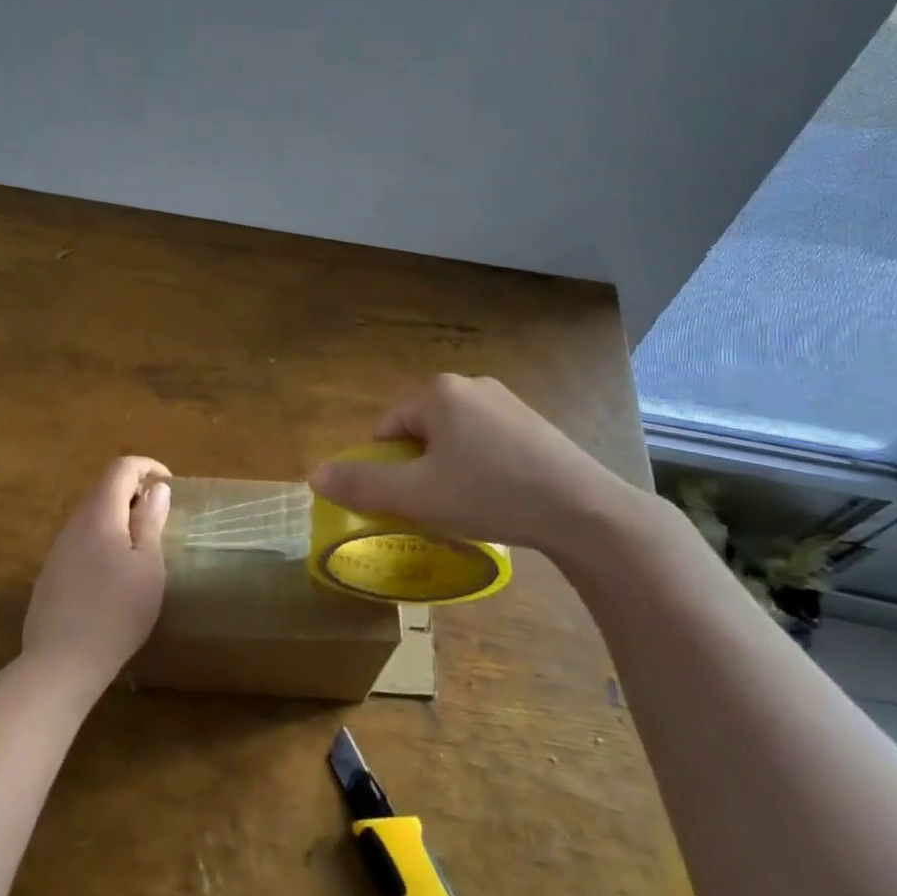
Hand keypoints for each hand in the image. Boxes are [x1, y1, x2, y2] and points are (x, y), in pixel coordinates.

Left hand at [22, 456, 171, 694]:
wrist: (61, 662)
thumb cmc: (117, 611)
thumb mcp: (148, 566)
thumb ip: (150, 522)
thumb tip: (156, 489)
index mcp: (100, 514)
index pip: (121, 468)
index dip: (147, 467)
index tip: (169, 486)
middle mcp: (74, 523)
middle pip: (104, 489)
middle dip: (134, 492)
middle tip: (160, 518)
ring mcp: (58, 549)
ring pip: (92, 516)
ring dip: (119, 518)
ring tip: (142, 548)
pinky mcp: (51, 573)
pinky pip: (81, 540)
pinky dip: (103, 540)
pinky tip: (114, 575)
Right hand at [309, 374, 650, 561]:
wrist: (581, 510)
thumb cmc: (489, 494)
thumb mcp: (417, 496)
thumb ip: (362, 485)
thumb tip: (314, 476)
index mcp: (438, 392)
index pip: (387, 429)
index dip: (389, 469)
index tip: (408, 500)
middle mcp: (471, 385)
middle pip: (421, 431)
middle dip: (420, 468)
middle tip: (437, 505)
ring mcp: (507, 401)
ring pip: (455, 438)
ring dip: (450, 469)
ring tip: (470, 506)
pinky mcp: (533, 423)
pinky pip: (487, 443)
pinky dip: (482, 468)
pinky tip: (500, 497)